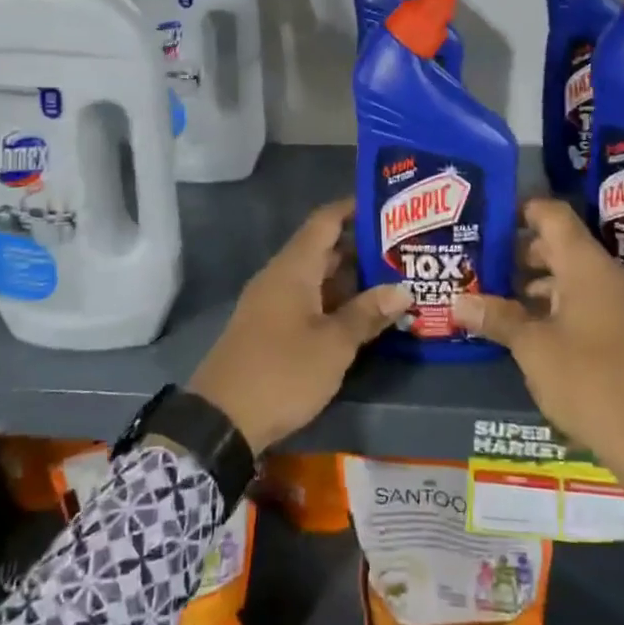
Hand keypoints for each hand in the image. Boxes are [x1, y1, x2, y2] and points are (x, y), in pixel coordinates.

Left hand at [188, 199, 410, 452]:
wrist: (220, 420)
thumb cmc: (282, 372)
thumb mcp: (333, 345)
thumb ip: (367, 314)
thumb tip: (402, 289)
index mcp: (293, 268)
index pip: (325, 221)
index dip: (353, 208)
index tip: (387, 205)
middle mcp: (280, 277)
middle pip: (323, 249)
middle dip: (361, 247)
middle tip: (403, 249)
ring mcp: (272, 303)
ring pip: (317, 278)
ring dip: (350, 279)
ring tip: (393, 280)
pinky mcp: (270, 328)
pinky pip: (307, 301)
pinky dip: (334, 301)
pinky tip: (361, 316)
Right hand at [453, 199, 623, 500]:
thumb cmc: (589, 380)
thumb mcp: (533, 348)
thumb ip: (497, 318)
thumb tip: (458, 301)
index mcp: (587, 266)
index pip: (554, 215)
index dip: (521, 210)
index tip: (487, 217)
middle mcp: (606, 276)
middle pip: (559, 244)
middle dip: (519, 249)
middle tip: (480, 259)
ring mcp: (617, 304)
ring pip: (570, 275)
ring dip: (533, 280)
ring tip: (493, 292)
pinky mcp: (621, 331)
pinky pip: (582, 300)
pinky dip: (553, 303)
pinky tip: (524, 325)